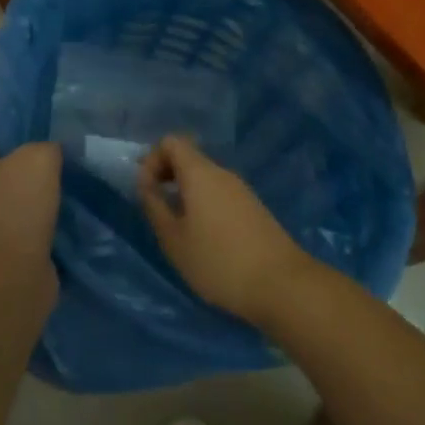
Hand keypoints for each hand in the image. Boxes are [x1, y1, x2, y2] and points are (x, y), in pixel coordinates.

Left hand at [0, 107, 59, 304]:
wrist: (6, 289)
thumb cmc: (13, 214)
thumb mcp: (37, 159)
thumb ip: (45, 141)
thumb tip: (49, 148)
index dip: (8, 88)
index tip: (39, 77)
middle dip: (28, 123)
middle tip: (63, 106)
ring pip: (15, 167)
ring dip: (40, 157)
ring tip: (74, 138)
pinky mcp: (4, 228)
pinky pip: (27, 194)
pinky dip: (46, 186)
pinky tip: (74, 176)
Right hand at [138, 135, 313, 324]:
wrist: (279, 282)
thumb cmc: (218, 261)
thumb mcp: (174, 240)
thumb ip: (155, 207)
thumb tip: (145, 184)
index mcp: (200, 173)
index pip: (171, 142)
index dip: (152, 160)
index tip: (146, 191)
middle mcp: (221, 172)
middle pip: (188, 156)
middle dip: (166, 174)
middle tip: (155, 207)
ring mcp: (240, 188)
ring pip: (204, 176)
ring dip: (184, 190)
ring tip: (176, 226)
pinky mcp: (252, 206)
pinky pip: (219, 191)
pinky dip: (202, 202)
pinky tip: (202, 235)